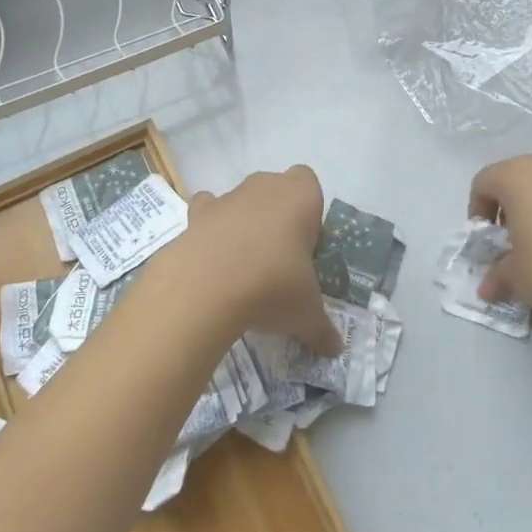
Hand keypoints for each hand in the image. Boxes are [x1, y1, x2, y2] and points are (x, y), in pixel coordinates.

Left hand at [160, 166, 341, 356]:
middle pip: (275, 189)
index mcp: (300, 196)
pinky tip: (212, 259)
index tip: (306, 246)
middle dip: (277, 217)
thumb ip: (322, 328)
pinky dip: (209, 228)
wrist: (206, 286)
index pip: (309, 183)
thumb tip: (334, 348)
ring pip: (241, 199)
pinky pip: (206, 211)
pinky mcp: (196, 214)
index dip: (308, 211)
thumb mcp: (306, 313)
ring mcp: (227, 197)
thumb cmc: (272, 286)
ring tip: (244, 266)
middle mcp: (264, 186)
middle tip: (280, 259)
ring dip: (244, 222)